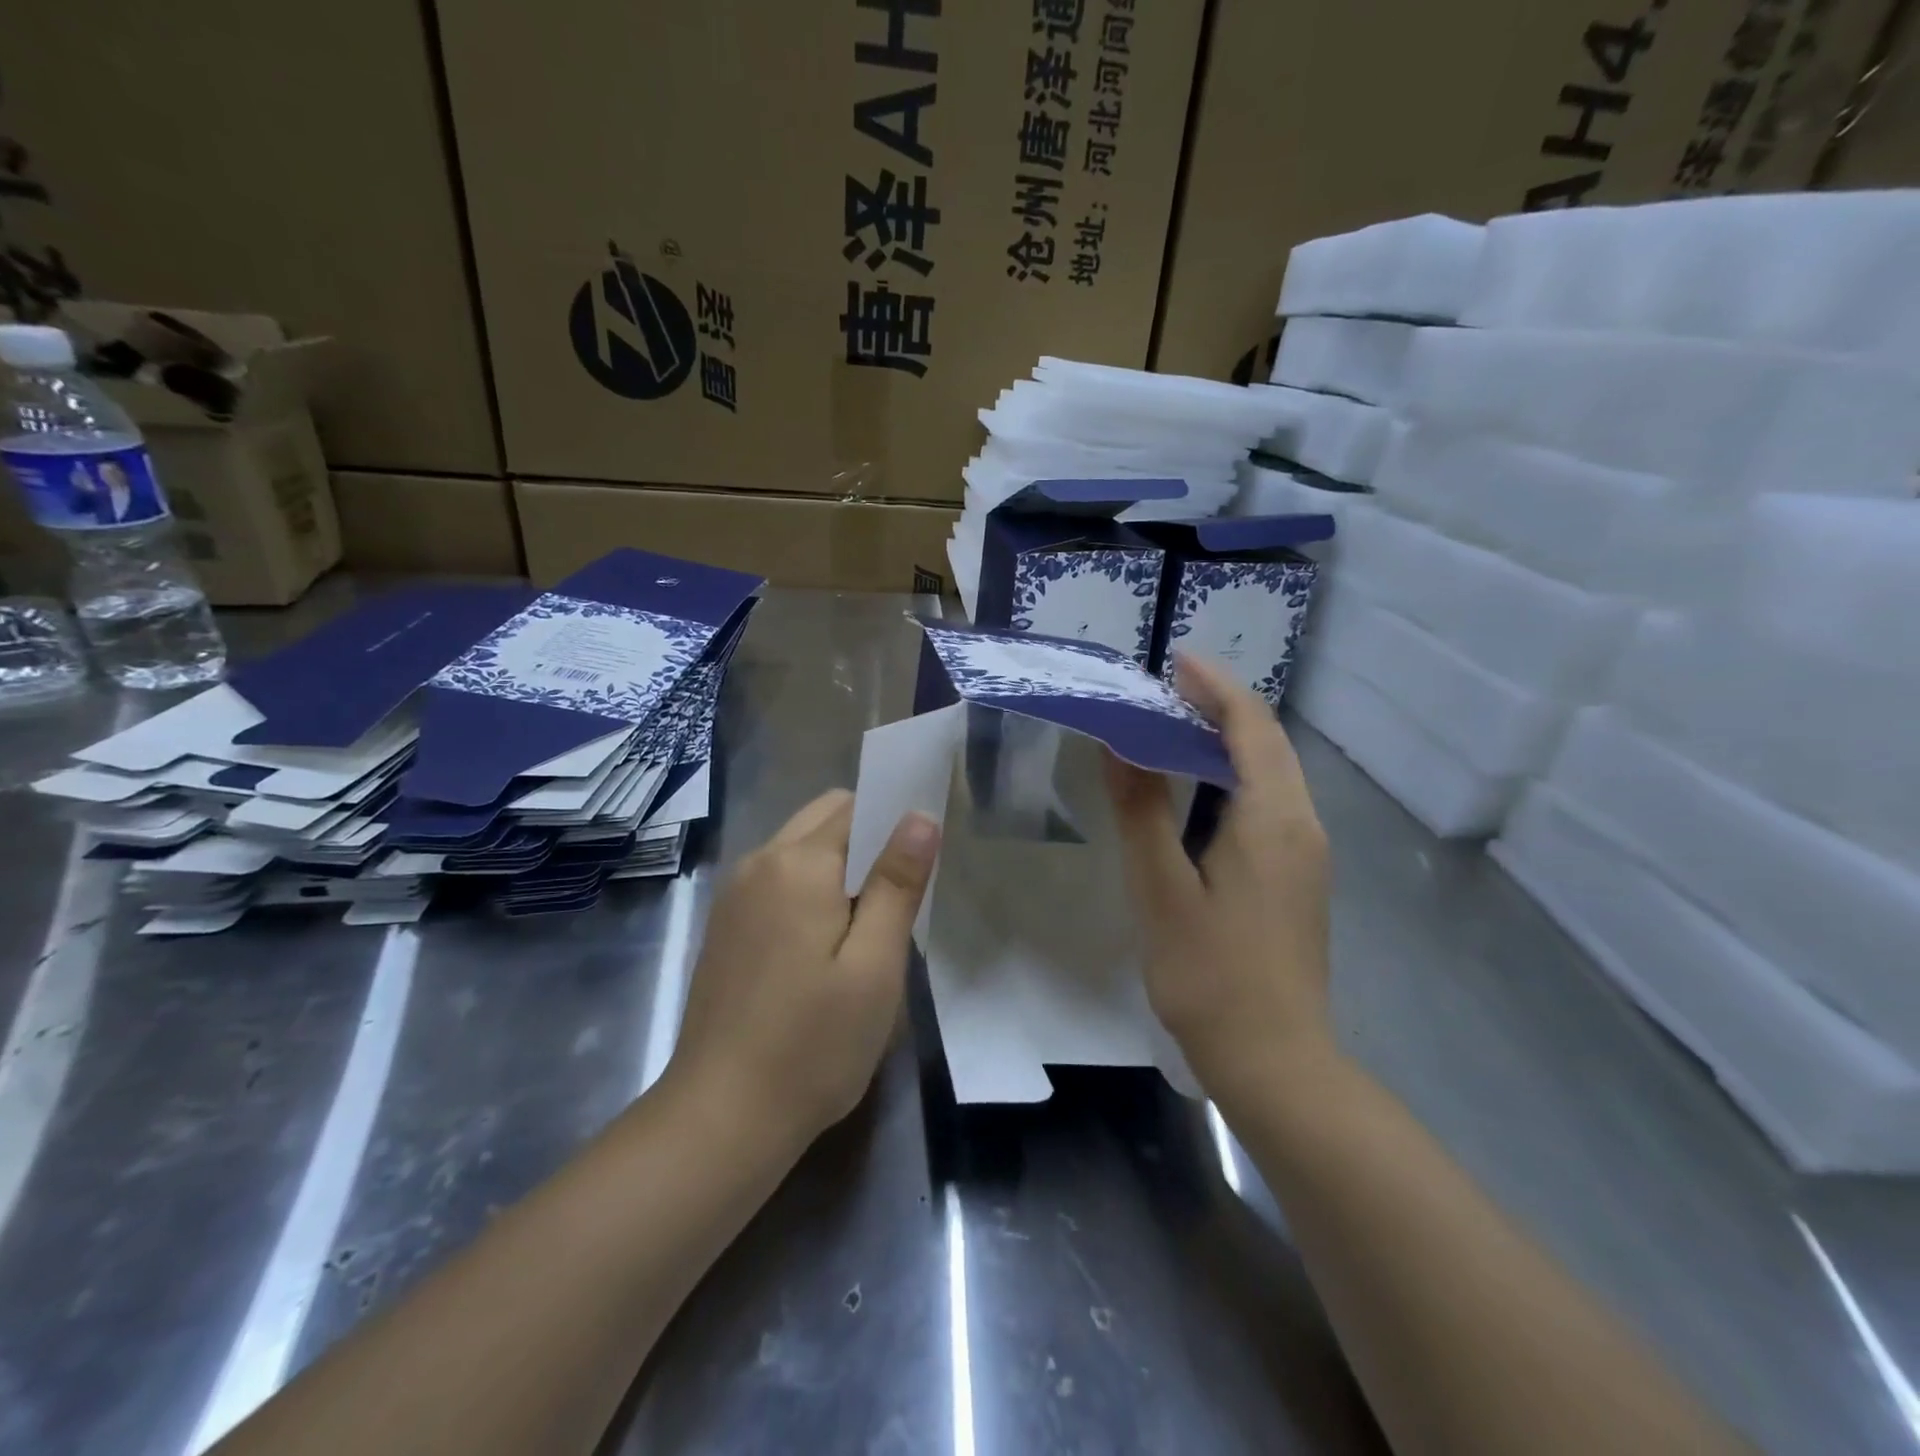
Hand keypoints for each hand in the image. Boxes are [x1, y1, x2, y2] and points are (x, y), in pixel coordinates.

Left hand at [670, 789, 940, 1148]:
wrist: (722, 1117)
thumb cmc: (814, 1043)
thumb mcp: (875, 965)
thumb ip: (898, 882)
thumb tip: (919, 816)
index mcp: (797, 863)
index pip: (855, 806)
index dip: (893, 822)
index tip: (919, 864)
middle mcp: (758, 863)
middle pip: (823, 819)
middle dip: (866, 841)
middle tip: (896, 902)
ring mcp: (734, 895)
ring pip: (799, 850)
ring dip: (837, 868)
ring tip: (864, 930)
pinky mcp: (724, 927)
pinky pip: (776, 882)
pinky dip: (808, 891)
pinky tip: (822, 950)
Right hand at [1106, 654, 1334, 1102]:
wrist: (1275, 1060)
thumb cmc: (1211, 974)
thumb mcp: (1161, 889)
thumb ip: (1141, 811)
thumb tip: (1120, 744)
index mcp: (1273, 818)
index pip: (1251, 727)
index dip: (1215, 687)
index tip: (1174, 661)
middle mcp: (1301, 823)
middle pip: (1267, 743)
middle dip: (1220, 707)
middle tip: (1163, 691)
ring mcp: (1306, 852)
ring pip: (1271, 773)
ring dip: (1227, 741)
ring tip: (1172, 727)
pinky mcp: (1298, 876)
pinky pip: (1270, 802)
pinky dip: (1234, 777)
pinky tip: (1197, 790)